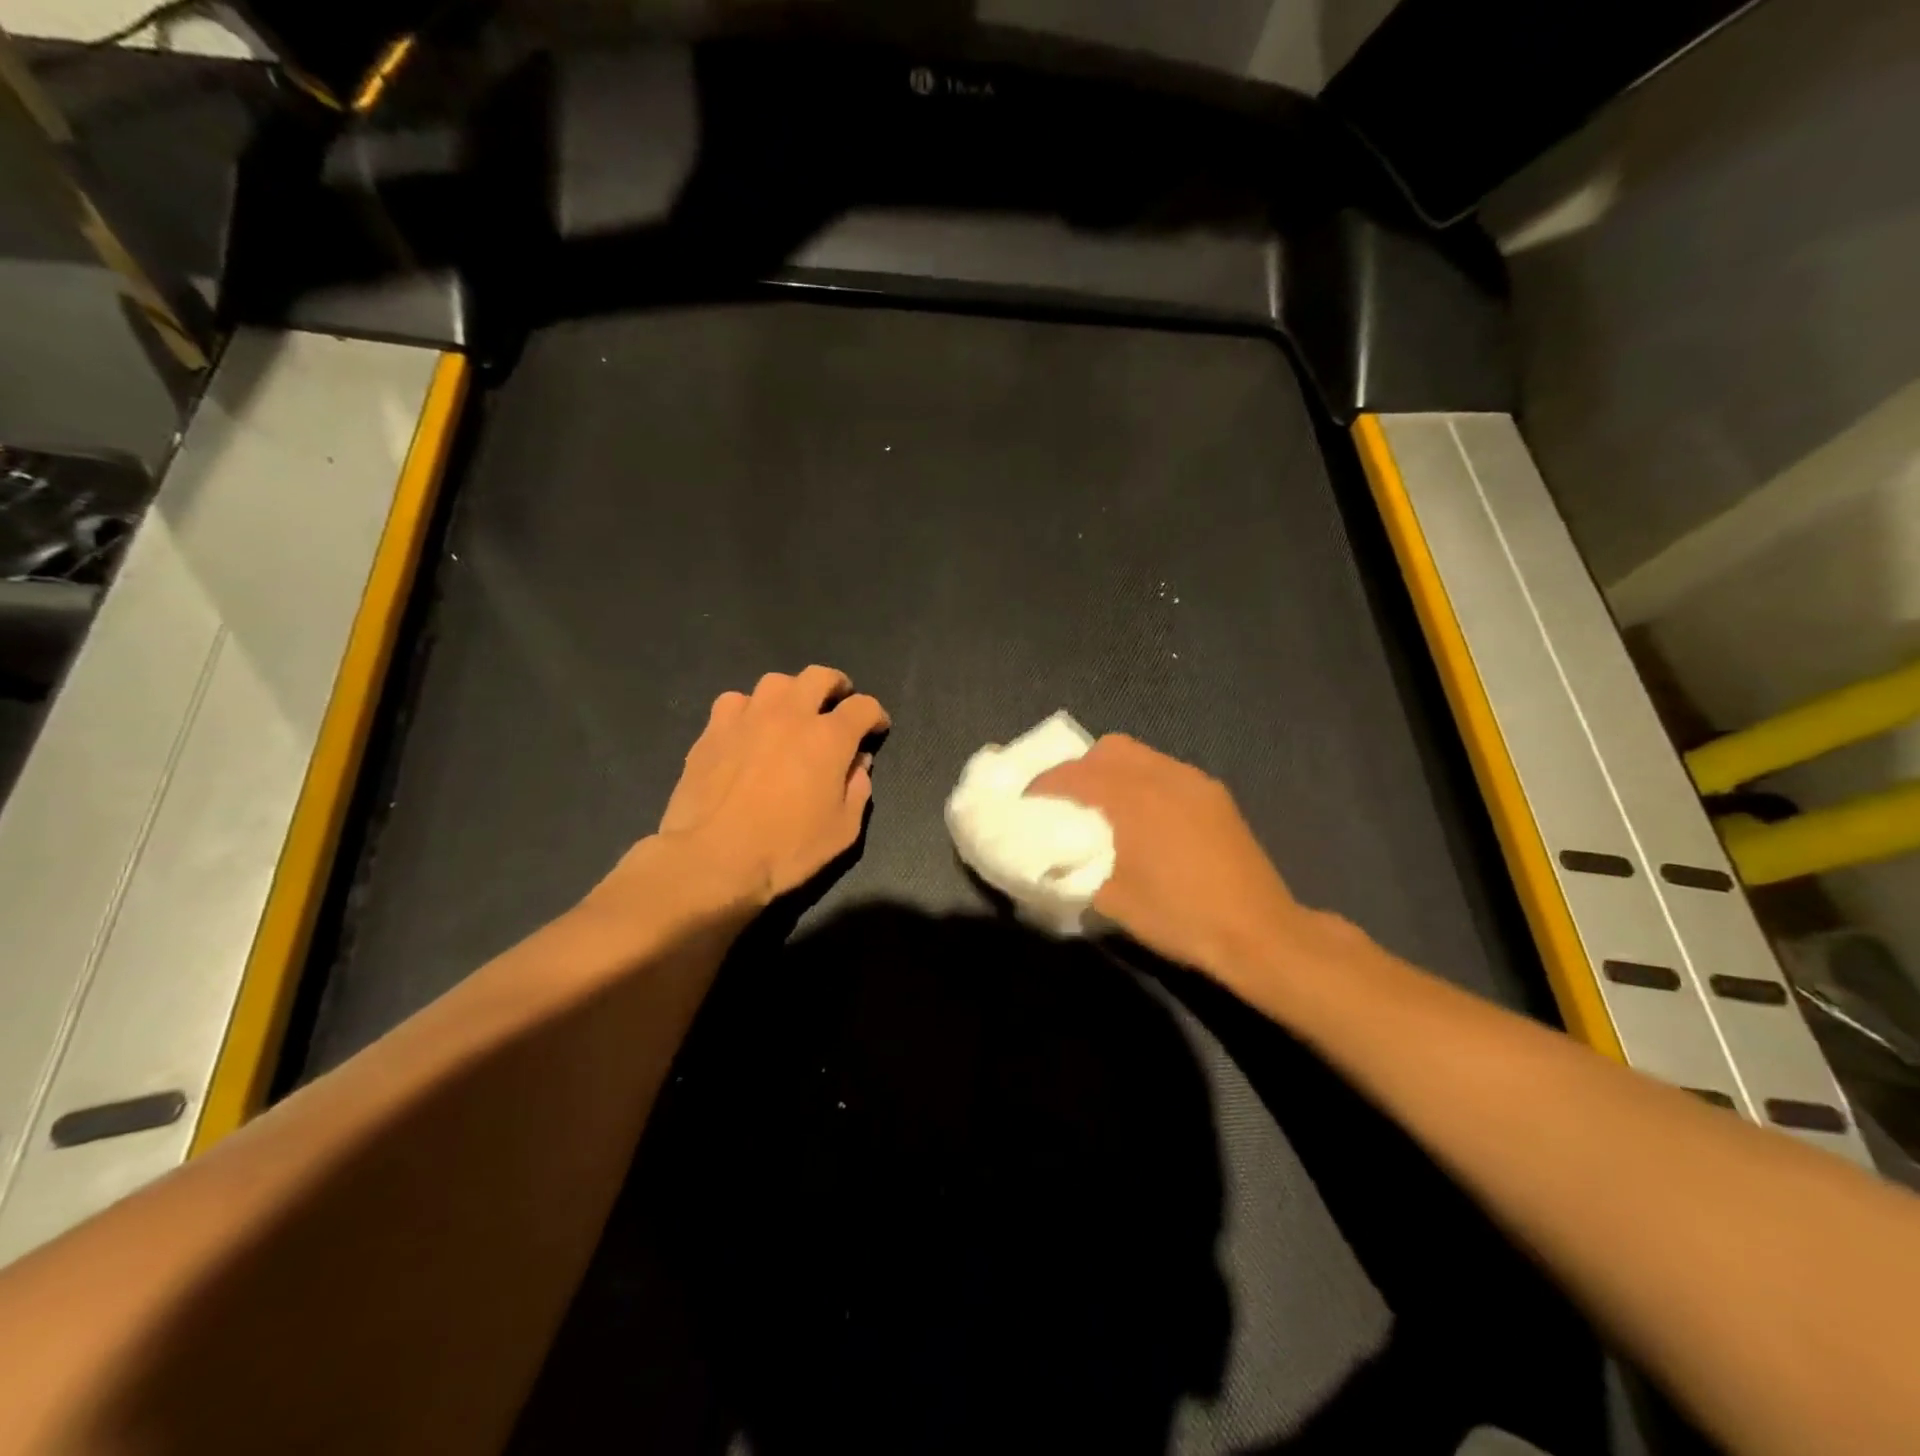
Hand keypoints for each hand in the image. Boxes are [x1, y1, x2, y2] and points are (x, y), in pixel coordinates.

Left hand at [596, 666, 888, 915]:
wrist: (712, 860)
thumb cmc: (786, 850)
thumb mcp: (842, 831)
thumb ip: (858, 790)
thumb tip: (858, 764)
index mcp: (829, 738)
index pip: (863, 707)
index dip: (875, 715)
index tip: (876, 729)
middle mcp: (791, 715)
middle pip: (820, 677)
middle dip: (836, 686)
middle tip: (837, 704)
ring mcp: (748, 718)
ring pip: (776, 682)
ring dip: (792, 693)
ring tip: (791, 713)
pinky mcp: (713, 730)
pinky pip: (735, 701)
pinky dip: (749, 709)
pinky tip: (748, 729)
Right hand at [1027, 735, 1320, 981]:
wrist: (1258, 932)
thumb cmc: (1179, 916)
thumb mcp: (1112, 901)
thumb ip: (1073, 870)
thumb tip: (1049, 859)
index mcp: (1133, 797)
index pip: (1075, 774)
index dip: (1044, 785)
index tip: (1026, 802)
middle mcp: (1164, 776)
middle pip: (1109, 750)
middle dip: (1080, 769)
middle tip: (1066, 802)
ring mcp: (1195, 782)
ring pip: (1141, 757)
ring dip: (1113, 774)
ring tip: (1103, 810)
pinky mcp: (1216, 796)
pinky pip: (1166, 772)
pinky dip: (1143, 783)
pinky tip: (1144, 820)